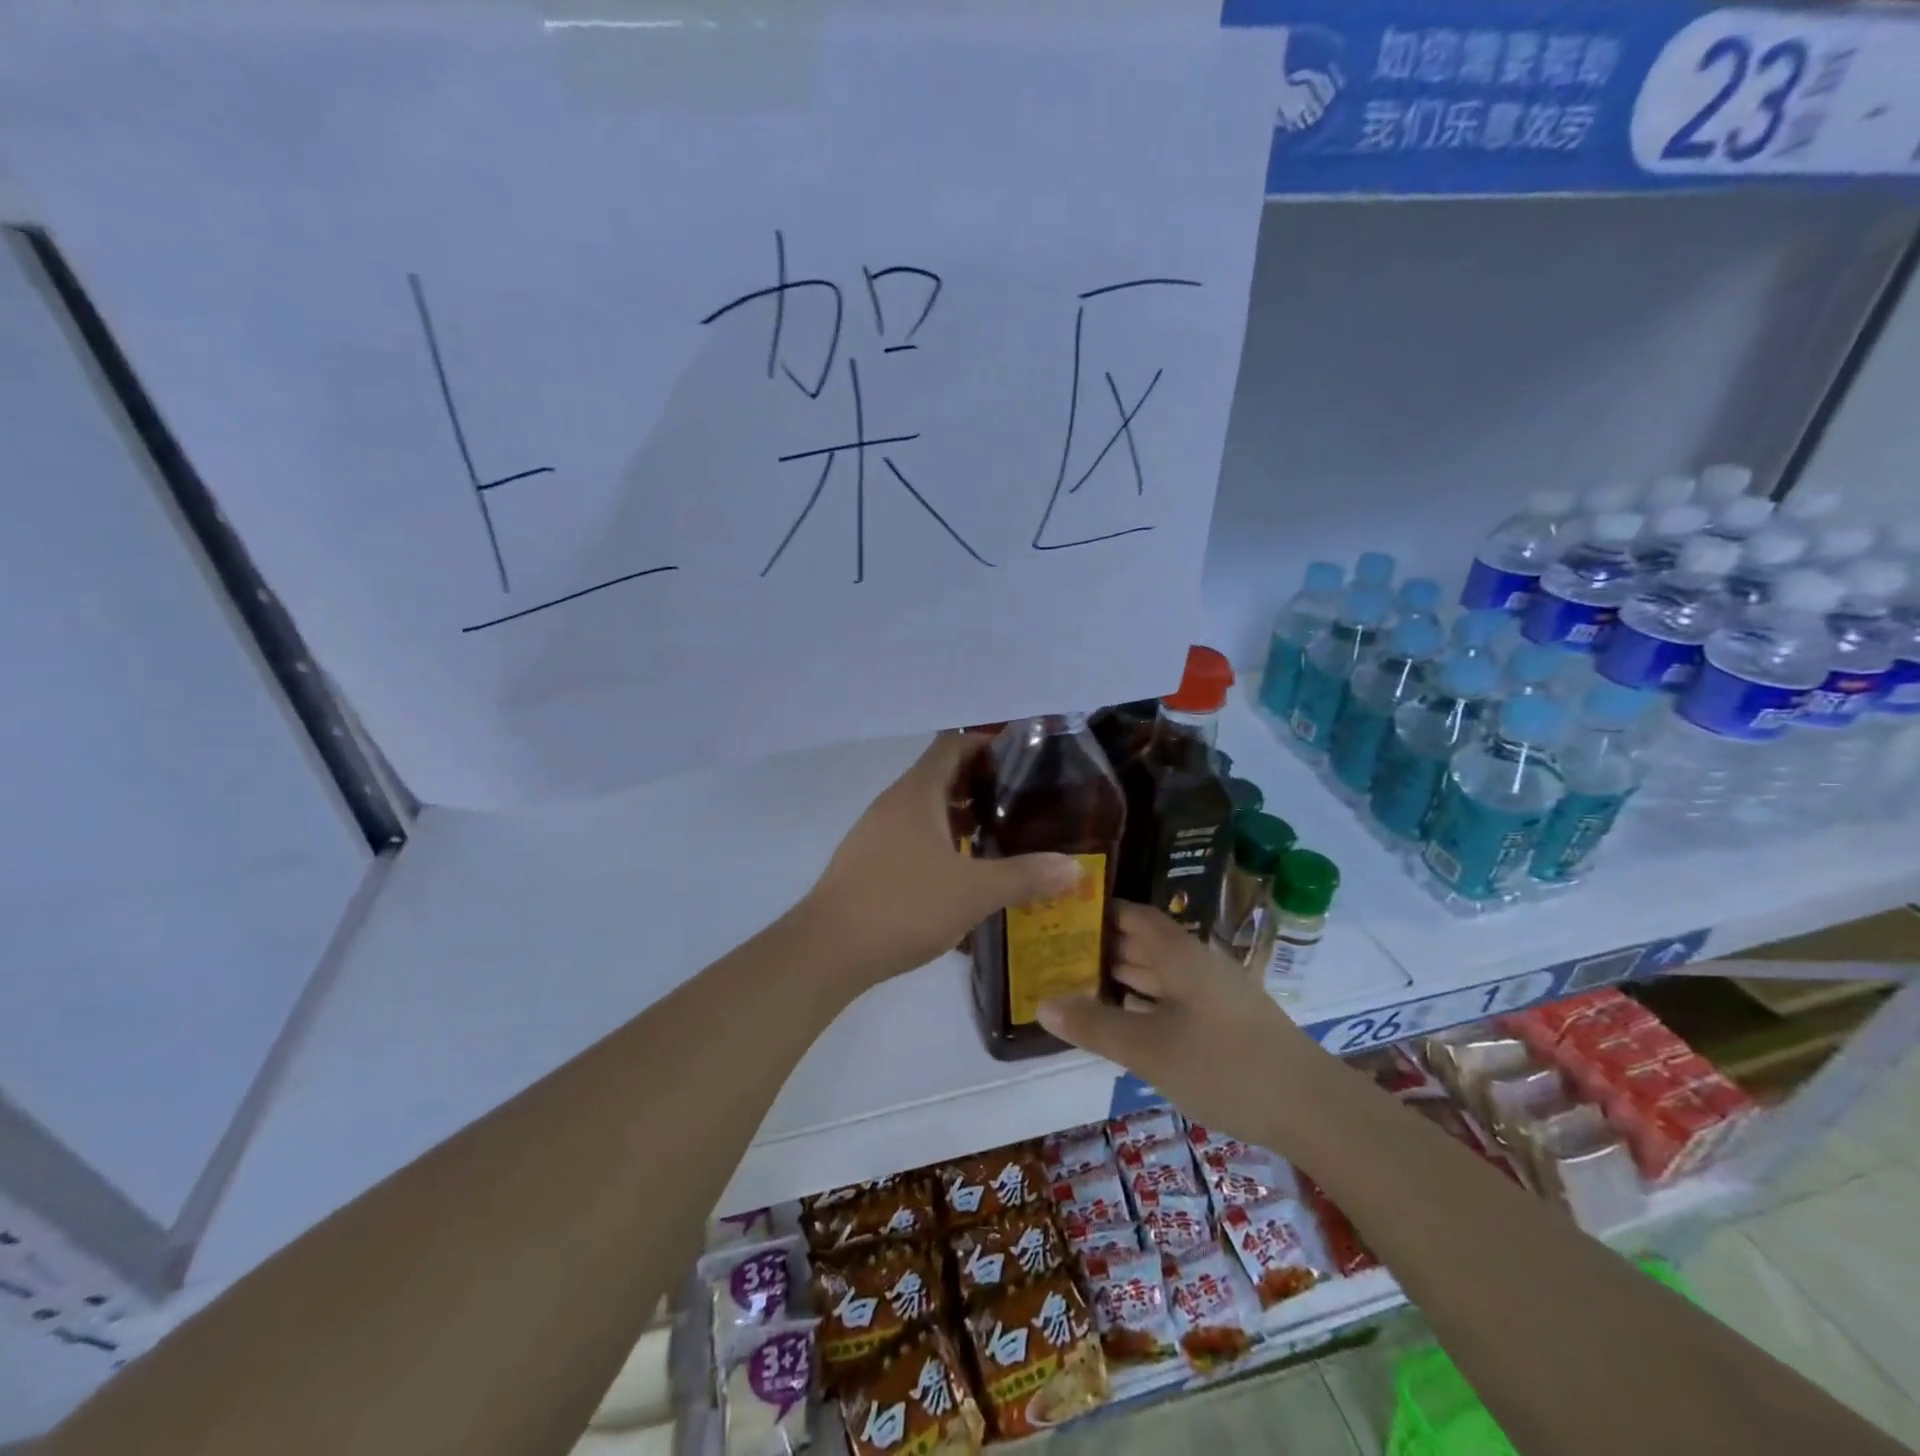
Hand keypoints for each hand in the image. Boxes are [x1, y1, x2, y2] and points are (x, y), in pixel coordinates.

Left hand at [798, 734, 1081, 989]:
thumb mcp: (974, 892)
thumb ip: (1026, 877)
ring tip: (998, 838)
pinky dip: (940, 844)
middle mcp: (893, 804)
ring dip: (959, 818)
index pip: (953, 745)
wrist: (828, 950)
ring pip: (925, 811)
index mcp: (916, 794)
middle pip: (940, 776)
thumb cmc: (904, 905)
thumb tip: (1075, 867)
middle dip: (980, 785)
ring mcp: (876, 833)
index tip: (1021, 760)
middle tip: (1021, 803)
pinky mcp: (868, 863)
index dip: (986, 744)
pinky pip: (911, 838)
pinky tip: (961, 875)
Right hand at [1038, 903, 1325, 1147]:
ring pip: (1157, 975)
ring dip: (1120, 978)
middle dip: (1099, 948)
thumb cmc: (1225, 1066)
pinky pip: (1172, 1001)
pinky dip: (1142, 1005)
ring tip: (1073, 986)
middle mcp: (1195, 964)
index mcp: (1179, 954)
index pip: (1131, 915)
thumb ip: (1095, 1025)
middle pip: (1142, 943)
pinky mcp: (1224, 1024)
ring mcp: (1213, 995)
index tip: (1057, 916)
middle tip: (1051, 955)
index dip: (1095, 911)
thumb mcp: (1149, 1049)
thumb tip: (1042, 1004)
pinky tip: (1121, 1021)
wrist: (1313, 1110)